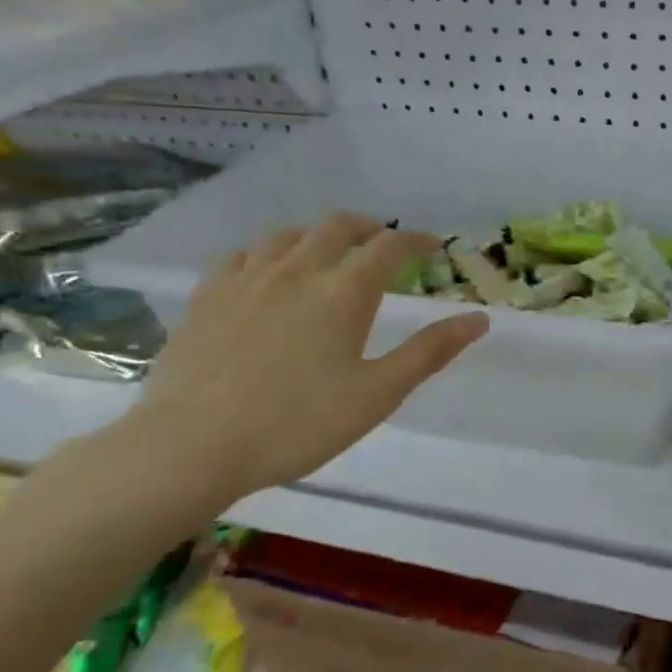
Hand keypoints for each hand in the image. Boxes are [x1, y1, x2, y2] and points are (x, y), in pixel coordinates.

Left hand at [133, 215, 487, 502]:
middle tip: (384, 243)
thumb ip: (429, 352)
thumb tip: (479, 320)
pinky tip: (267, 273)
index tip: (434, 245)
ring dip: (318, 235)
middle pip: (338, 226)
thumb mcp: (377, 394)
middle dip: (369, 228)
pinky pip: (242, 254)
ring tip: (329, 254)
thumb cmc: (297, 424)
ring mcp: (246, 278)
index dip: (417, 240)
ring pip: (288, 234)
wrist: (192, 445)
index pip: (389, 247)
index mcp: (343, 292)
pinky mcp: (208, 295)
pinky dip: (268, 253)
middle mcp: (296, 270)